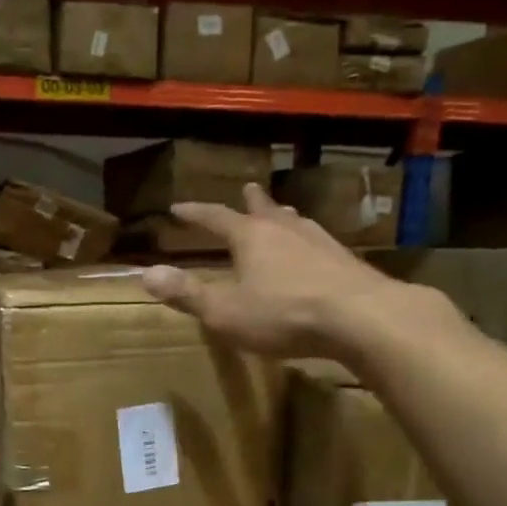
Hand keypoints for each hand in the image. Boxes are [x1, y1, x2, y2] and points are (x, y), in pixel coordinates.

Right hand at [140, 183, 413, 358]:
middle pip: (263, 210)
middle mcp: (285, 230)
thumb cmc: (283, 314)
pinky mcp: (346, 261)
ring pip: (296, 222)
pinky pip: (318, 242)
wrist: (361, 317)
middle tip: (247, 188)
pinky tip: (316, 250)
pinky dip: (307, 240)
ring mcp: (320, 242)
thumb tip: (145, 274)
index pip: (216, 218)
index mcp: (251, 238)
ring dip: (283, 216)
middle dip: (250, 202)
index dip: (195, 213)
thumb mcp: (225, 311)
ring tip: (282, 213)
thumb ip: (187, 294)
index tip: (178, 207)